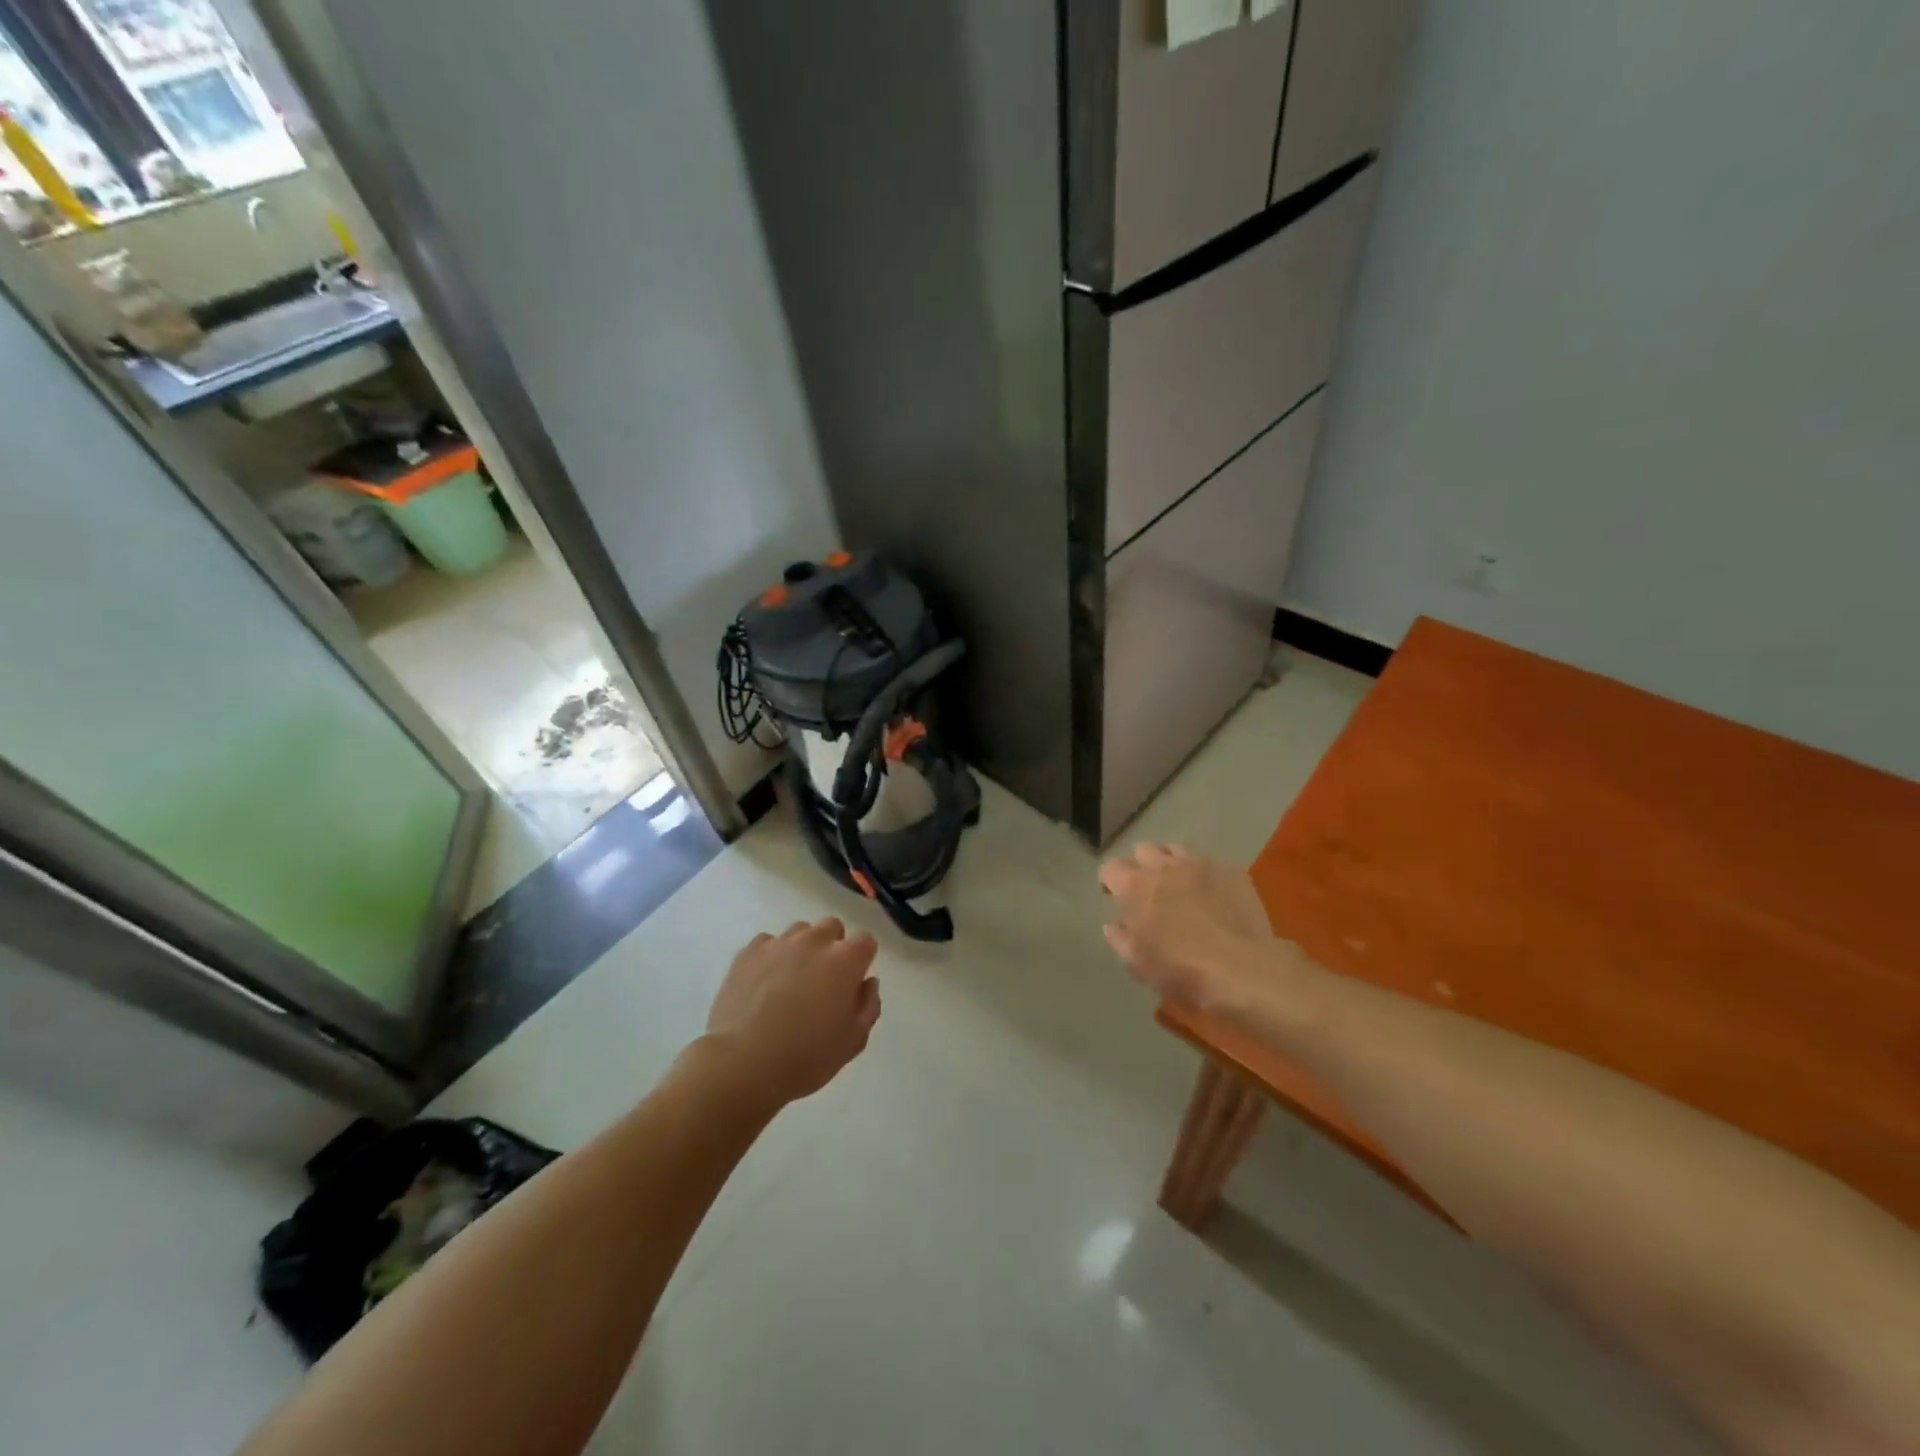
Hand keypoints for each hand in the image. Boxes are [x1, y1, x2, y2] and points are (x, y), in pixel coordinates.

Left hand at [706, 918, 881, 1104]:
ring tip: (791, 981)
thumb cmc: (807, 1056)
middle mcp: (815, 940)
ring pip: (799, 932)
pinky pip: (767, 944)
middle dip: (833, 947)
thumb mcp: (854, 1040)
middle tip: (824, 981)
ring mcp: (779, 943)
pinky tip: (764, 983)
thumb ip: (868, 1005)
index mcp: (846, 959)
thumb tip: (867, 983)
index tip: (853, 983)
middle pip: (832, 928)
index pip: (865, 941)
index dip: (862, 961)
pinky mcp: (748, 952)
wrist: (743, 1063)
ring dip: (802, 949)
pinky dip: (771, 957)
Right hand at [1099, 844, 1285, 1012]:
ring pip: (1177, 850)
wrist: (1242, 969)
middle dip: (1141, 865)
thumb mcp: (1139, 964)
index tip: (1113, 895)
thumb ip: (1120, 939)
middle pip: (1144, 849)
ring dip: (1172, 864)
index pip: (1111, 867)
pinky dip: (1206, 877)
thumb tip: (1112, 925)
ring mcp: (1201, 865)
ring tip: (1180, 886)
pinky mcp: (1232, 872)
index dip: (1110, 880)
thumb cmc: (1181, 970)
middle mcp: (1165, 866)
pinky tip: (1215, 898)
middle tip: (1148, 889)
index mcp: (1136, 887)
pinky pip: (1212, 865)